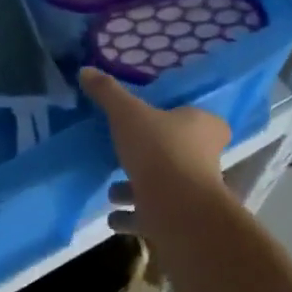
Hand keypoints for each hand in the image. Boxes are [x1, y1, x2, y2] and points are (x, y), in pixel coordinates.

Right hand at [79, 67, 230, 235]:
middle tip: (126, 154)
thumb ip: (107, 92)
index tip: (162, 119)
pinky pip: (151, 217)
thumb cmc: (160, 150)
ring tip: (111, 191)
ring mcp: (193, 194)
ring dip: (138, 190)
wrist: (177, 210)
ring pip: (164, 187)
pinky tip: (112, 218)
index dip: (186, 120)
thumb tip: (85, 69)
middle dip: (152, 156)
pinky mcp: (178, 222)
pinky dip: (132, 218)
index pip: (205, 121)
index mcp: (204, 128)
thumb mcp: (127, 113)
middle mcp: (205, 160)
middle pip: (180, 154)